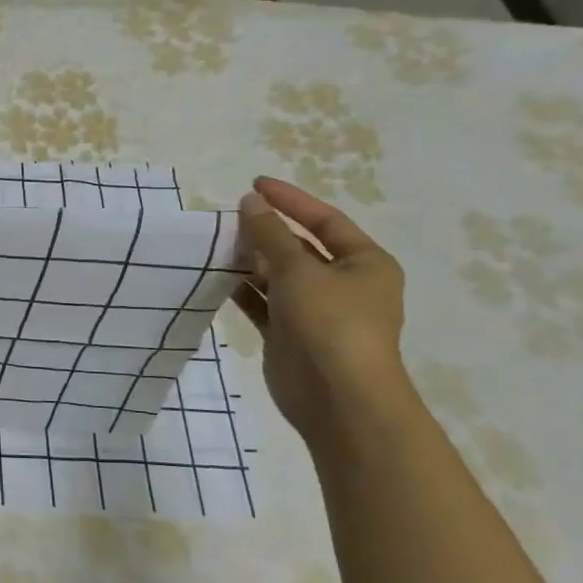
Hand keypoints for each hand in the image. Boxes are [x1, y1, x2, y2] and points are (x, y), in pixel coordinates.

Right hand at [234, 176, 408, 440]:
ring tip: (217, 245)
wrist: (338, 398)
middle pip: (300, 248)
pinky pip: (264, 304)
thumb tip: (249, 201)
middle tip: (228, 218)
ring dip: (251, 261)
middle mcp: (344, 284)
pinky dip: (244, 291)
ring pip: (279, 277)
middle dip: (266, 232)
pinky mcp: (291, 336)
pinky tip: (217, 278)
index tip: (254, 184)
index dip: (290, 201)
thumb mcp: (299, 270)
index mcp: (365, 263)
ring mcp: (316, 312)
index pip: (325, 220)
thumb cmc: (330, 324)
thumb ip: (270, 235)